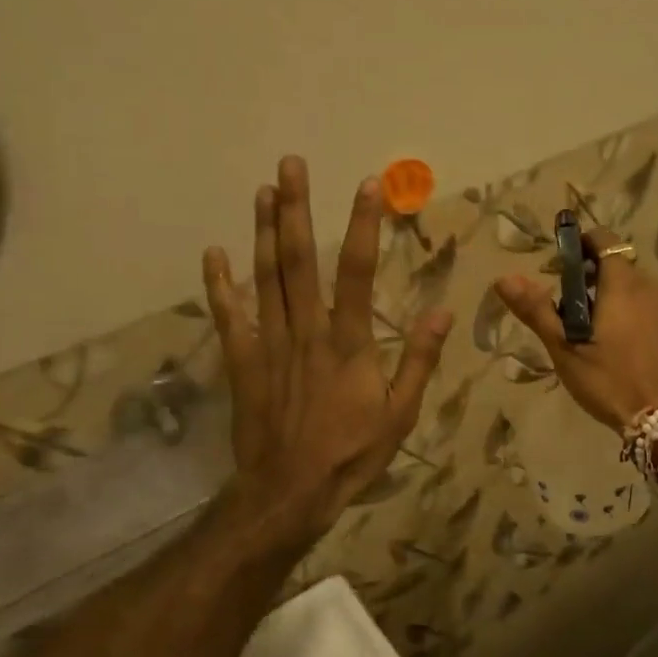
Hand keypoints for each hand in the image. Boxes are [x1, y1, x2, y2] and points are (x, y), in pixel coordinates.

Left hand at [204, 156, 451, 552]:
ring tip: (262, 191)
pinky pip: (229, 317)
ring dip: (262, 232)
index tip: (366, 184)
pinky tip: (214, 254)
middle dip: (295, 209)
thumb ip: (420, 360)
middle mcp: (306, 331)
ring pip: (264, 278)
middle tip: (290, 164)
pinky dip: (220, 285)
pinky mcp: (243, 362)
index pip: (356, 270)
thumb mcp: (400, 413)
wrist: (289, 491)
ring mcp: (270, 344)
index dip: (362, 225)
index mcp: (348, 341)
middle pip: (298, 260)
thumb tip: (443, 310)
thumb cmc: (352, 454)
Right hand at [494, 228, 657, 431]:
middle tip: (570, 308)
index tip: (563, 264)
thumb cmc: (612, 382)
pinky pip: (655, 312)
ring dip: (616, 299)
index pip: (605, 241)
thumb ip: (537, 311)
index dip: (583, 243)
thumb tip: (504, 278)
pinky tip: (626, 350)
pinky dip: (637, 318)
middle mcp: (652, 288)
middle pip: (620, 267)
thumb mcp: (567, 350)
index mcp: (622, 284)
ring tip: (596, 332)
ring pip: (639, 291)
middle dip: (594, 277)